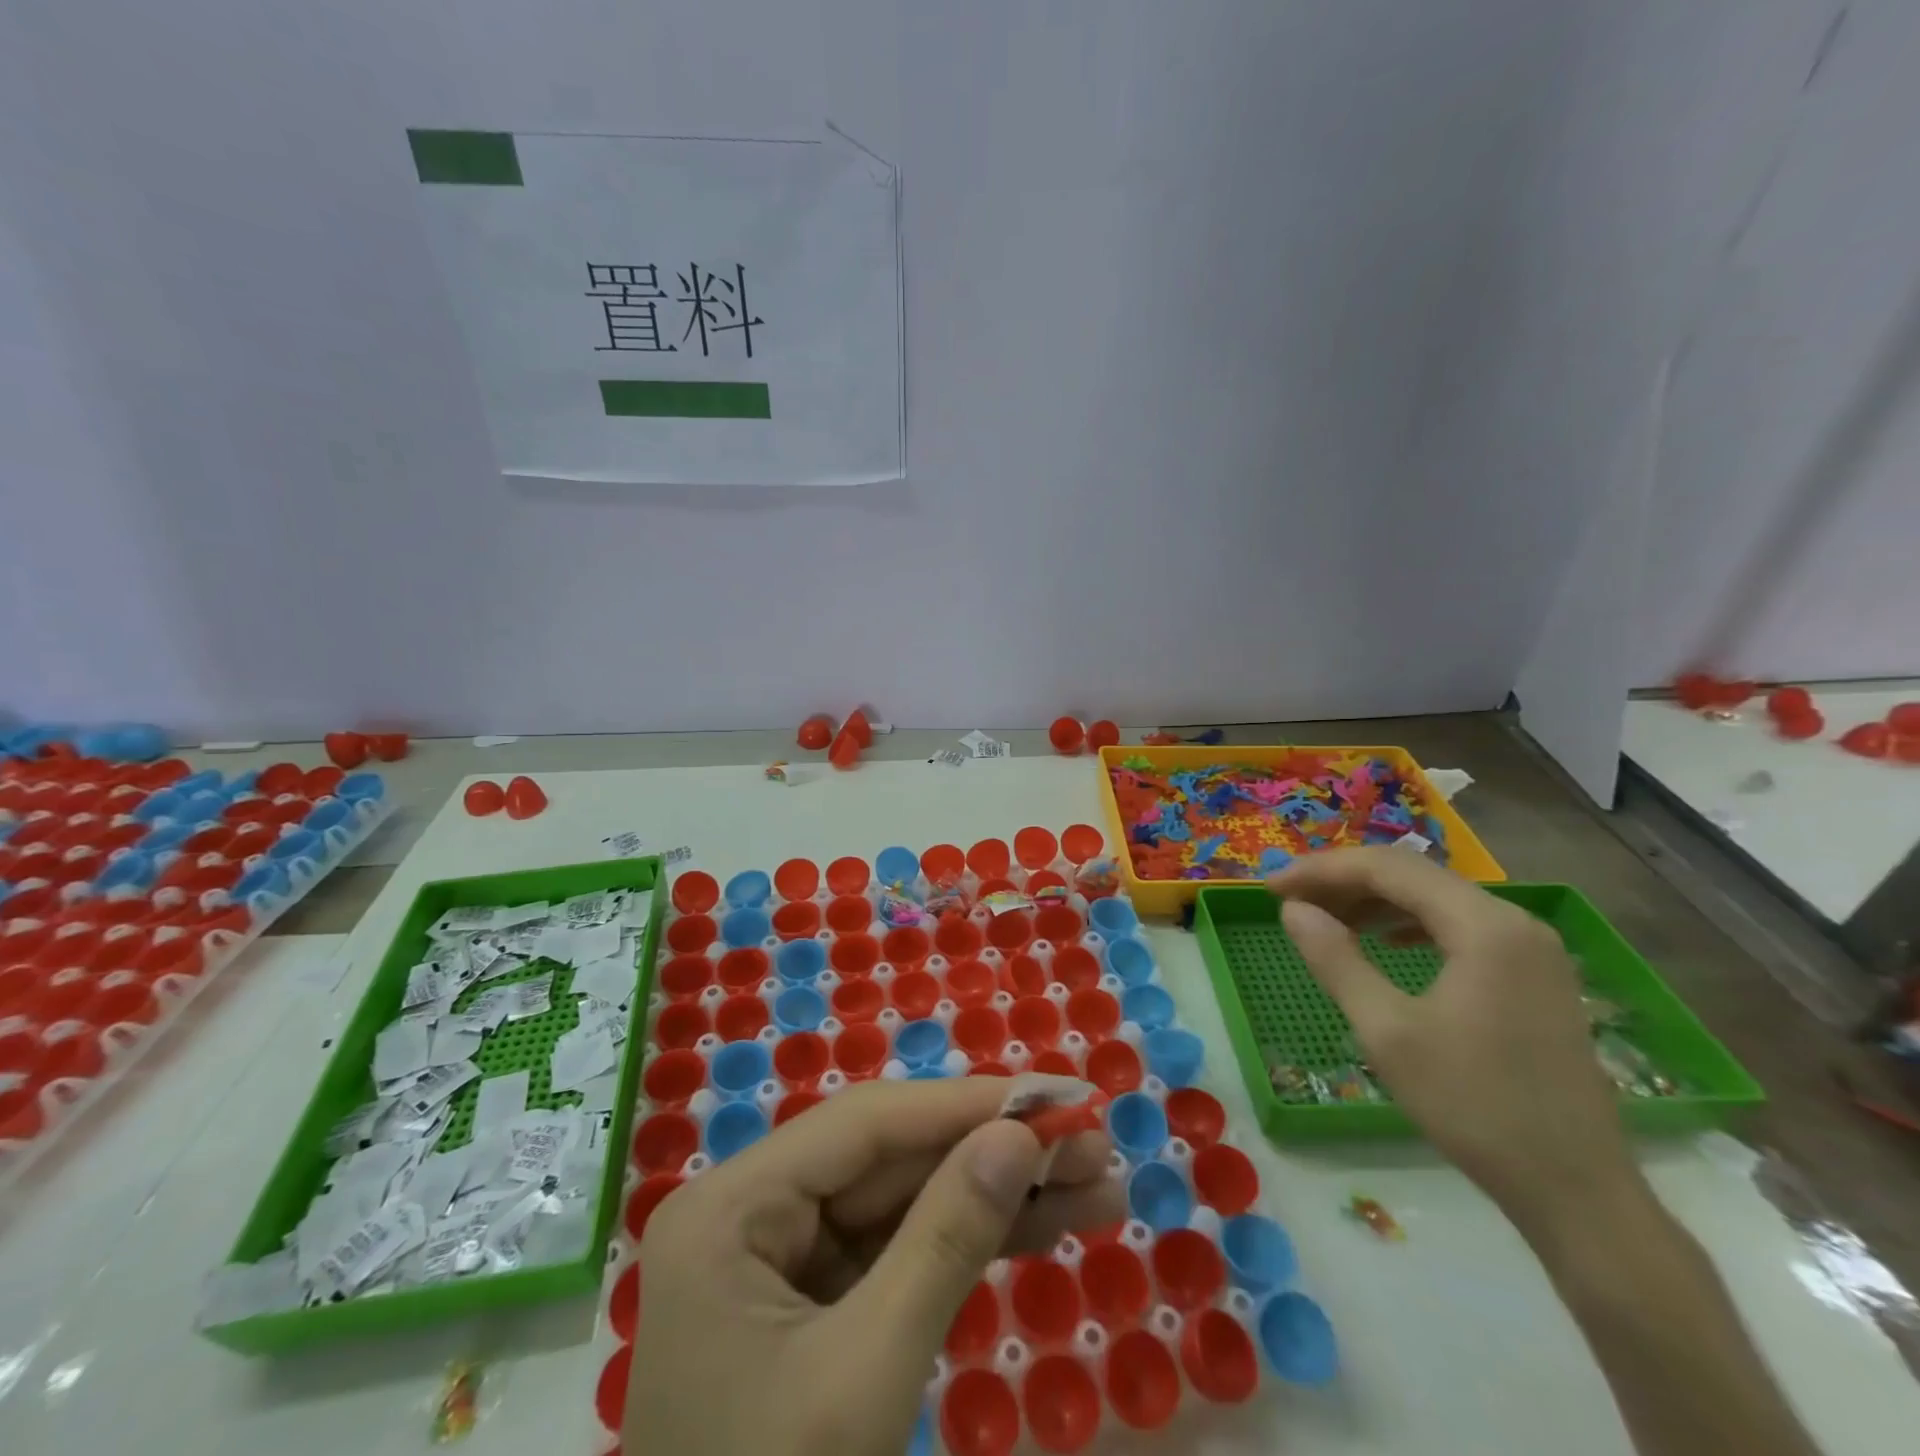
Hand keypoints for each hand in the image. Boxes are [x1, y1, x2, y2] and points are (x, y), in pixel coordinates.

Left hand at [625, 1077, 1123, 1455]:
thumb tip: (1020, 1136)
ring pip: (903, 1202)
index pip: (866, 1124)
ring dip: (996, 1196)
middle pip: (890, 1159)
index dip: (967, 1104)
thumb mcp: (865, 1374)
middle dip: (994, 1152)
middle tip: (1092, 1145)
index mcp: (730, 1206)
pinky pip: (897, 1251)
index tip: (1057, 1096)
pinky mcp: (812, 1304)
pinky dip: (967, 1243)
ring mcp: (780, 1259)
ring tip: (1095, 1187)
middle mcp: (751, 1211)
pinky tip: (1041, 1227)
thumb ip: (945, 1240)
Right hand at [1267, 848, 1636, 1222]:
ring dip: (1375, 902)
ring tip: (1325, 919)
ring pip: (1436, 899)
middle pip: (1413, 876)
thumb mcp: (1387, 1032)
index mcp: (1484, 926)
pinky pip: (1459, 927)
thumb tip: (1293, 910)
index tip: (1270, 886)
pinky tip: (1385, 942)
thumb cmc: (1474, 1106)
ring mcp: (1531, 948)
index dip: (1321, 870)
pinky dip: (1410, 925)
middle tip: (1290, 900)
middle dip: (1345, 881)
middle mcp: (1514, 921)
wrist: (1577, 1192)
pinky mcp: (1534, 975)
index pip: (1388, 868)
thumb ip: (1335, 959)